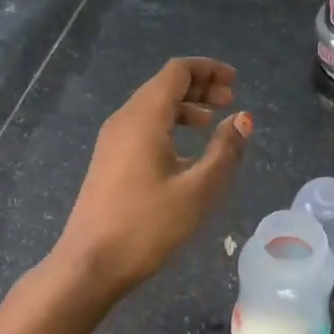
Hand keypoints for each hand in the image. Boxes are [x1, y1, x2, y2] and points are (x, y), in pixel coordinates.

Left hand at [54, 57, 252, 297]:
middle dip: (199, 87)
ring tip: (212, 124)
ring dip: (184, 108)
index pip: (176, 72)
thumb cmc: (147, 225)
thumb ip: (224, 150)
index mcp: (144, 117)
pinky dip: (169, 127)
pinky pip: (142, 129)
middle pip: (163, 86)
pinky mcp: (108, 162)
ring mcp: (112, 142)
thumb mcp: (198, 189)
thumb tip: (243, 118)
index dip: (208, 70)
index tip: (235, 82)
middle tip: (230, 100)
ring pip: (152, 108)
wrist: (90, 264)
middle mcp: (124, 120)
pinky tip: (186, 153)